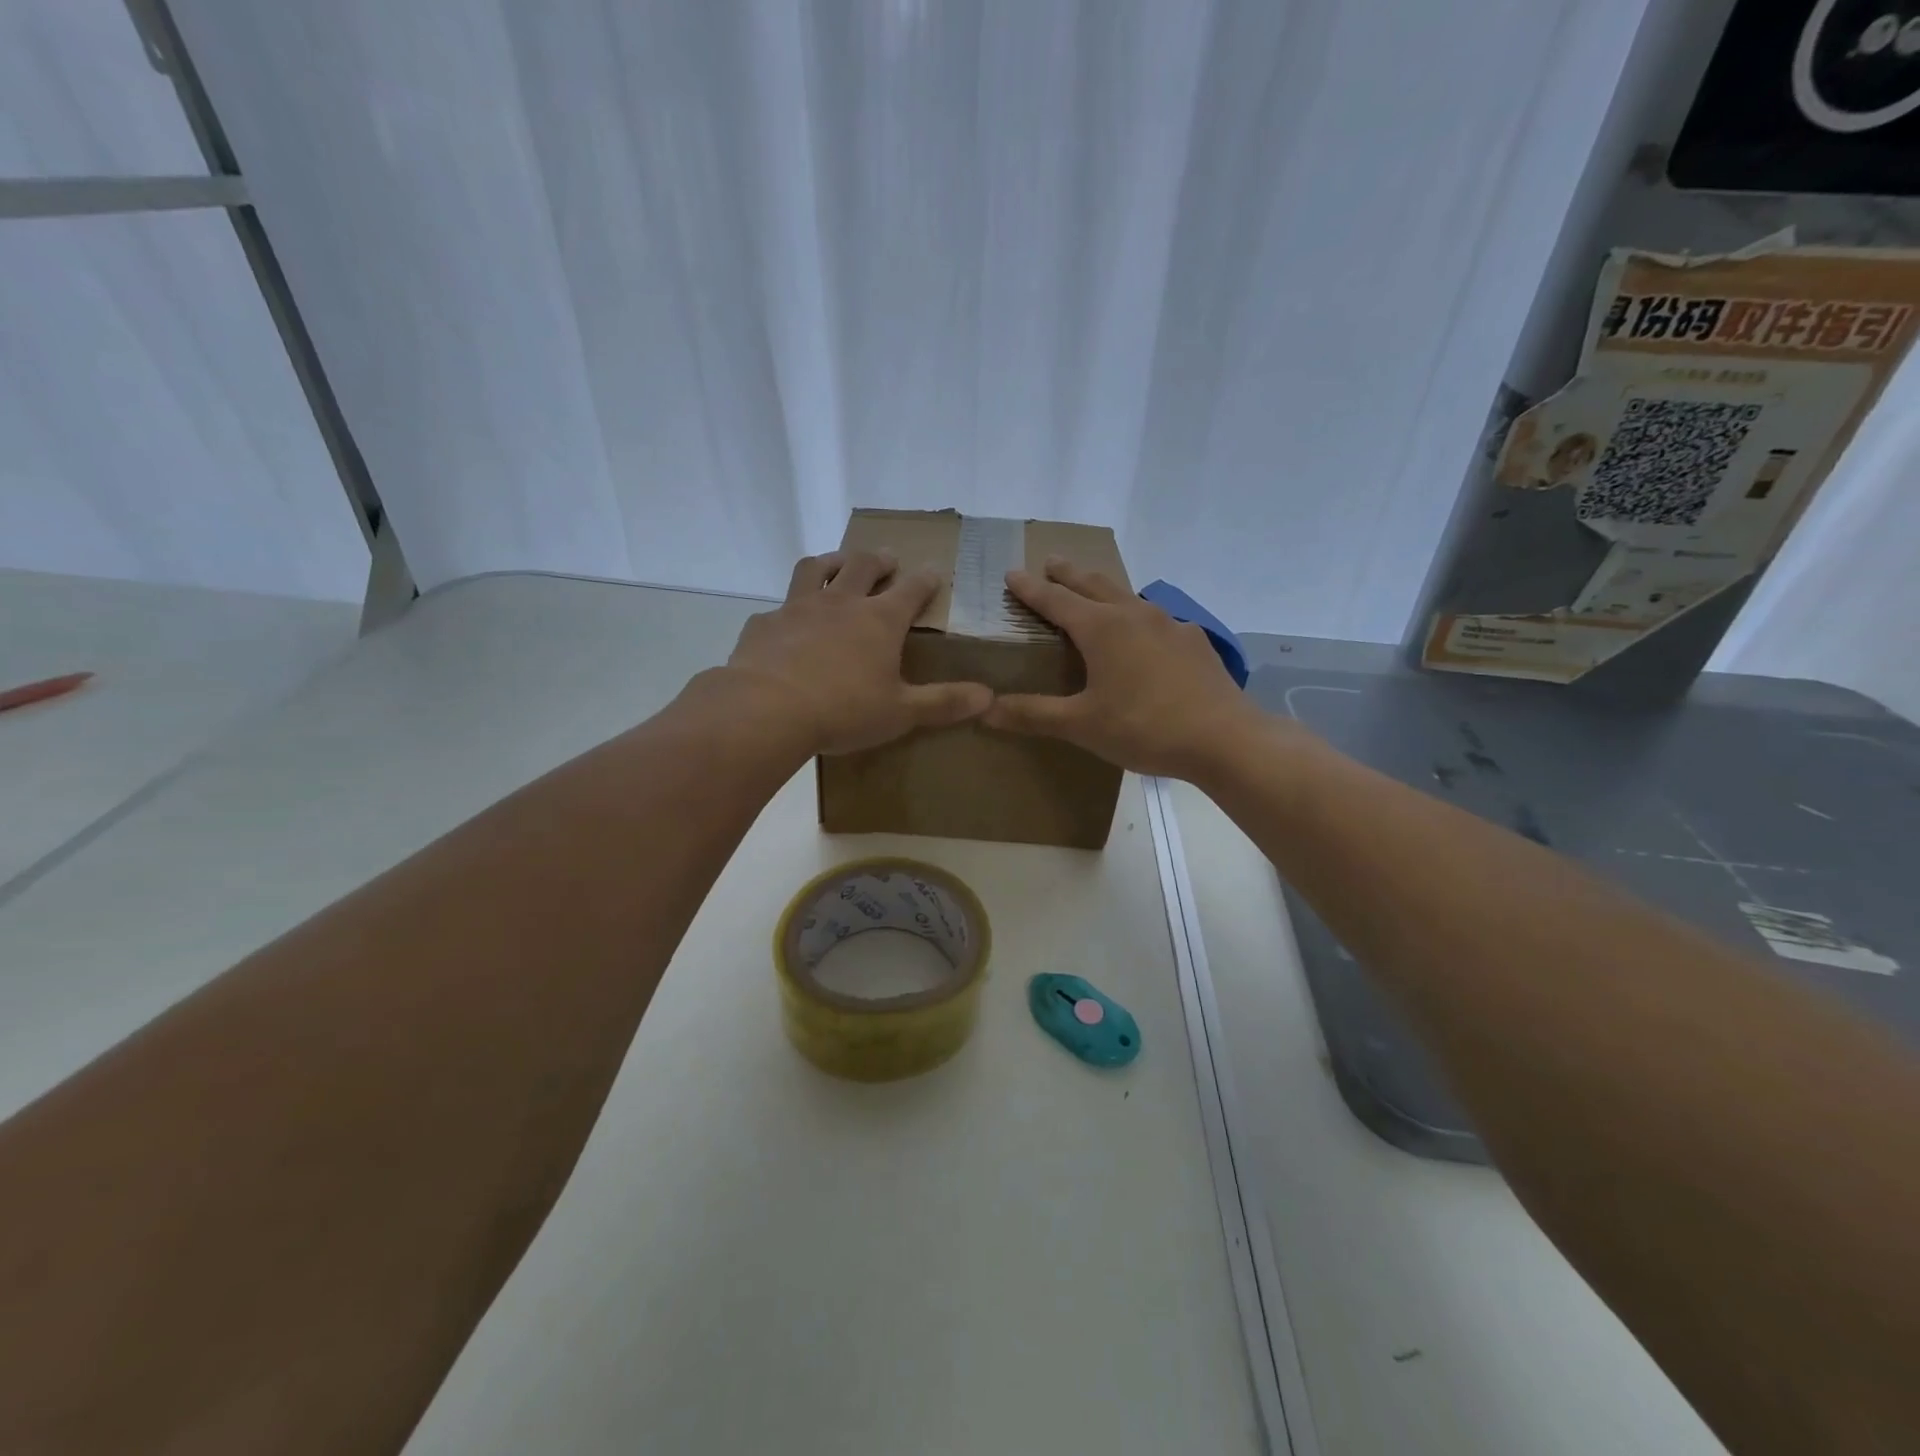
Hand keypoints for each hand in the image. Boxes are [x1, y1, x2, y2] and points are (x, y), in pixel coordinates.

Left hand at [718, 550, 991, 755]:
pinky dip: (790, 608)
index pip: (911, 589)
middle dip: (880, 560)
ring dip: (832, 562)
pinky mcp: (765, 623)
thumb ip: (944, 703)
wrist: (767, 709)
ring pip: (817, 568)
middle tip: (888, 560)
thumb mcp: (901, 712)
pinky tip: (788, 622)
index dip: (926, 579)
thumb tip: (988, 697)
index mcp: (880, 620)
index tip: (933, 572)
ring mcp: (799, 607)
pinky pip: (780, 606)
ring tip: (838, 564)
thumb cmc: (844, 710)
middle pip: (864, 565)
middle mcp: (841, 603)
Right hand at [983, 557, 1258, 778]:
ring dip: (1104, 588)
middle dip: (1068, 573)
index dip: (1030, 588)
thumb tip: (985, 710)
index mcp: (1100, 628)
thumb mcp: (1081, 725)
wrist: (1224, 738)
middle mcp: (1134, 614)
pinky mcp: (1194, 641)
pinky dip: (1137, 616)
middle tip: (1051, 562)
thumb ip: (1033, 714)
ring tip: (1094, 591)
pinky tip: (1145, 634)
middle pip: (1093, 583)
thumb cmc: (1144, 728)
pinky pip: (1156, 618)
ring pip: (1128, 595)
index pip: (1055, 599)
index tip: (1012, 574)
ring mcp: (1169, 624)